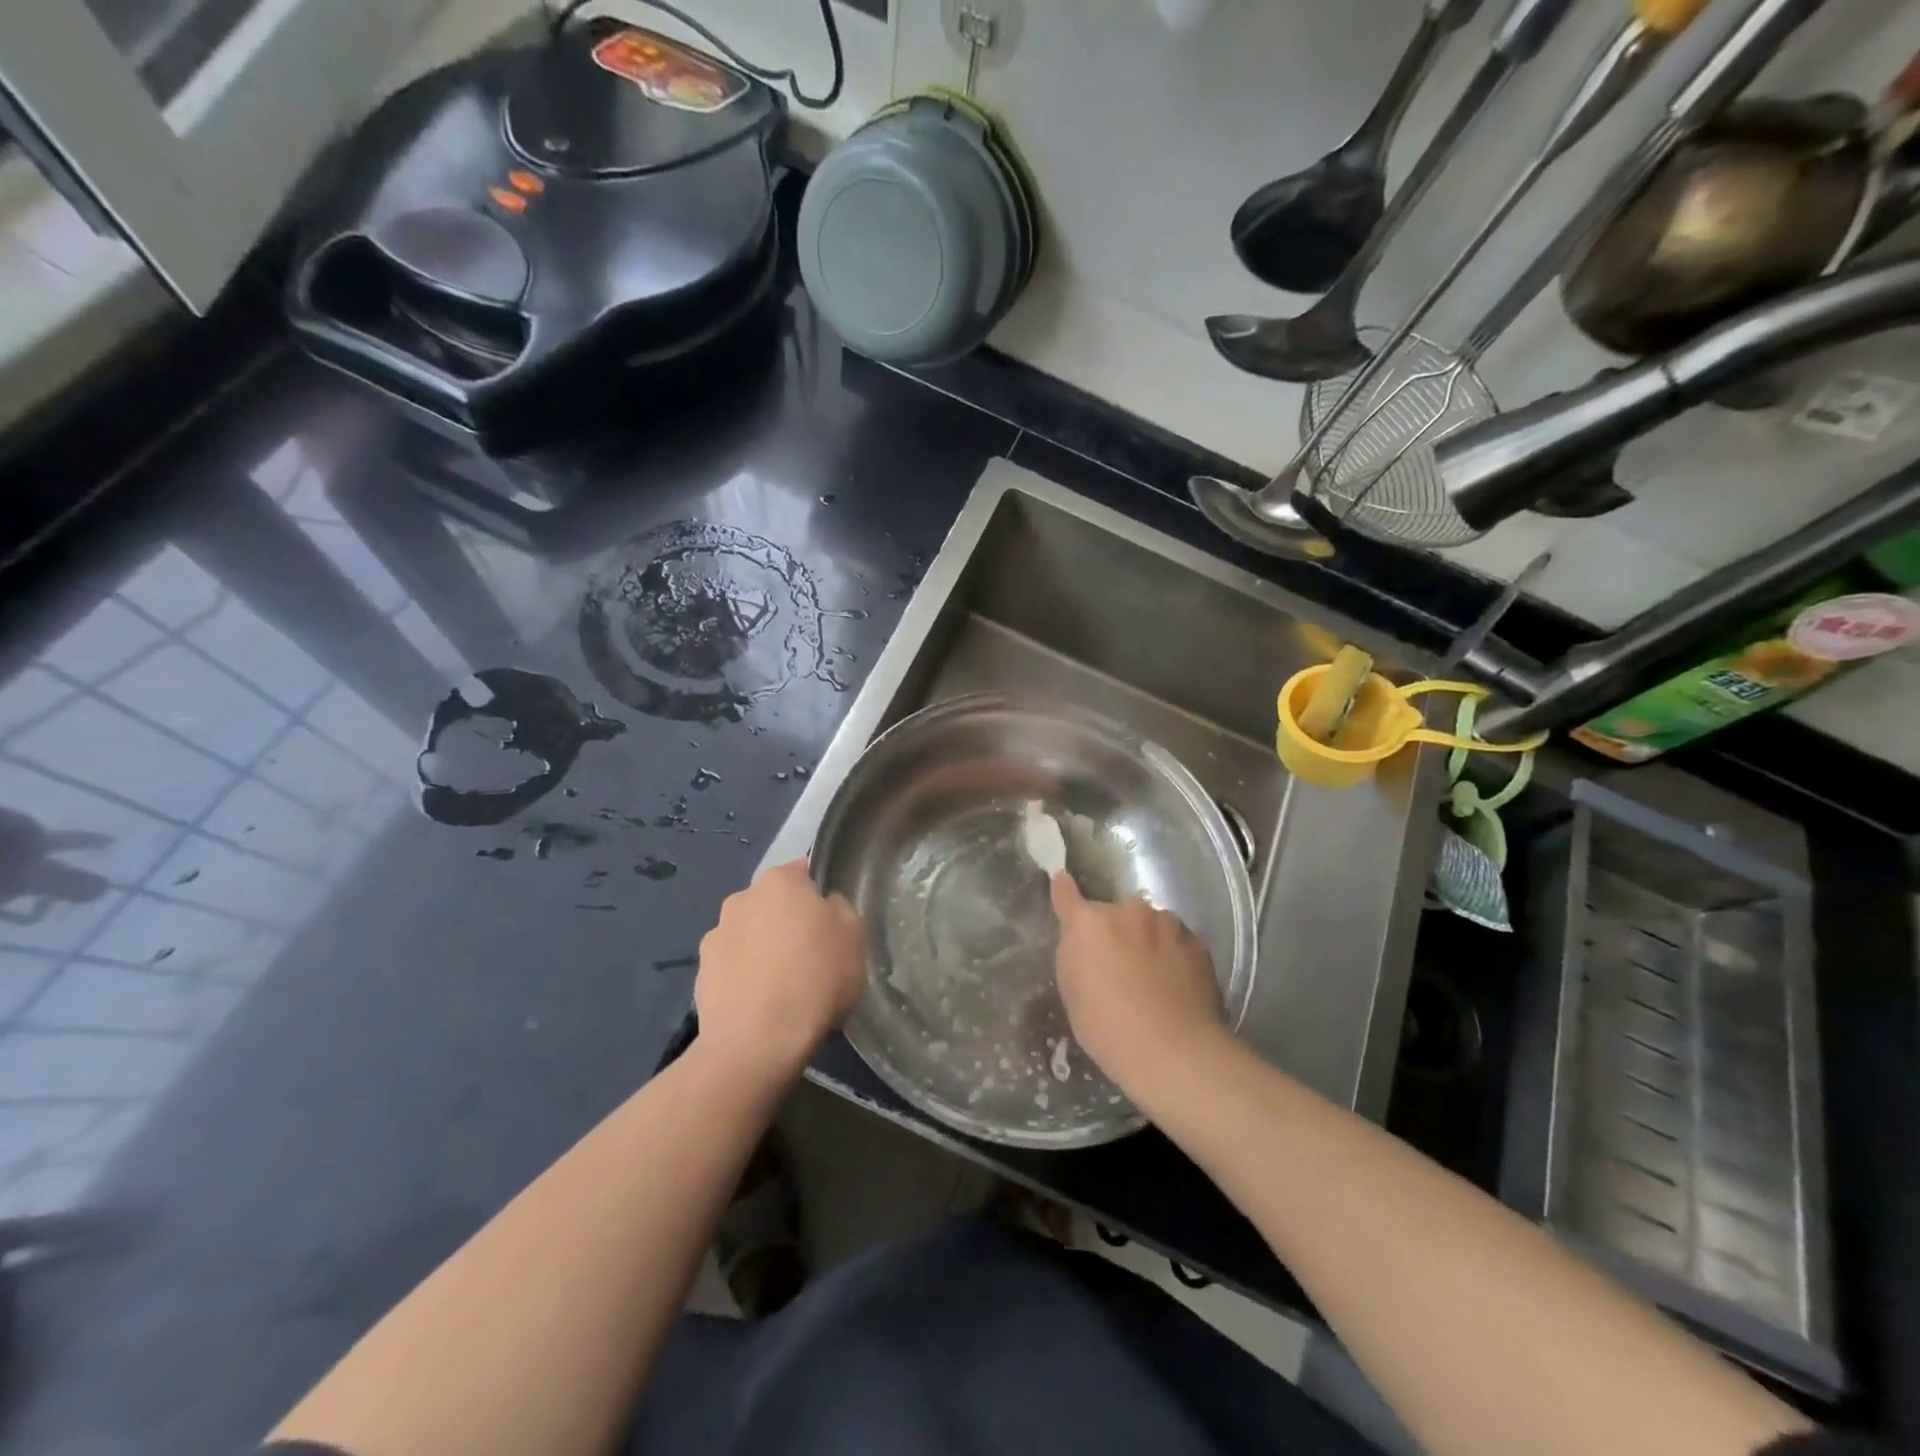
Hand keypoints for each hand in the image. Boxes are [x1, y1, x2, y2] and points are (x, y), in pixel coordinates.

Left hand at [695, 860, 865, 1086]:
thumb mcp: (854, 938)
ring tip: (784, 988)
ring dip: (764, 949)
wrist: (756, 1044)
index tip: (832, 924)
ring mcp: (715, 935)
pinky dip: (745, 977)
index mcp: (780, 881)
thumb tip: (825, 907)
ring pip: (751, 934)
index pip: (805, 871)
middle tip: (812, 957)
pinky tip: (761, 1005)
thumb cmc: (815, 980)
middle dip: (790, 922)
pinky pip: (733, 966)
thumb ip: (841, 911)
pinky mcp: (701, 973)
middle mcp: (741, 898)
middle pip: (775, 903)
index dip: (821, 895)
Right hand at [1051, 872, 1224, 1096]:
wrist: (1172, 1050)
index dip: (1064, 890)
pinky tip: (1176, 987)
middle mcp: (1128, 911)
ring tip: (1153, 979)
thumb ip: (1076, 955)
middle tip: (1119, 965)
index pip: (1067, 894)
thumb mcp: (1073, 992)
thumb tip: (1085, 942)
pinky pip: (1178, 943)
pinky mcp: (1197, 943)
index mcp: (1089, 923)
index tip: (1063, 881)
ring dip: (1147, 940)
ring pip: (1151, 924)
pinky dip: (1174, 956)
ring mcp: (1166, 924)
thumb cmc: (1107, 1028)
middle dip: (1116, 931)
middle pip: (1116, 913)